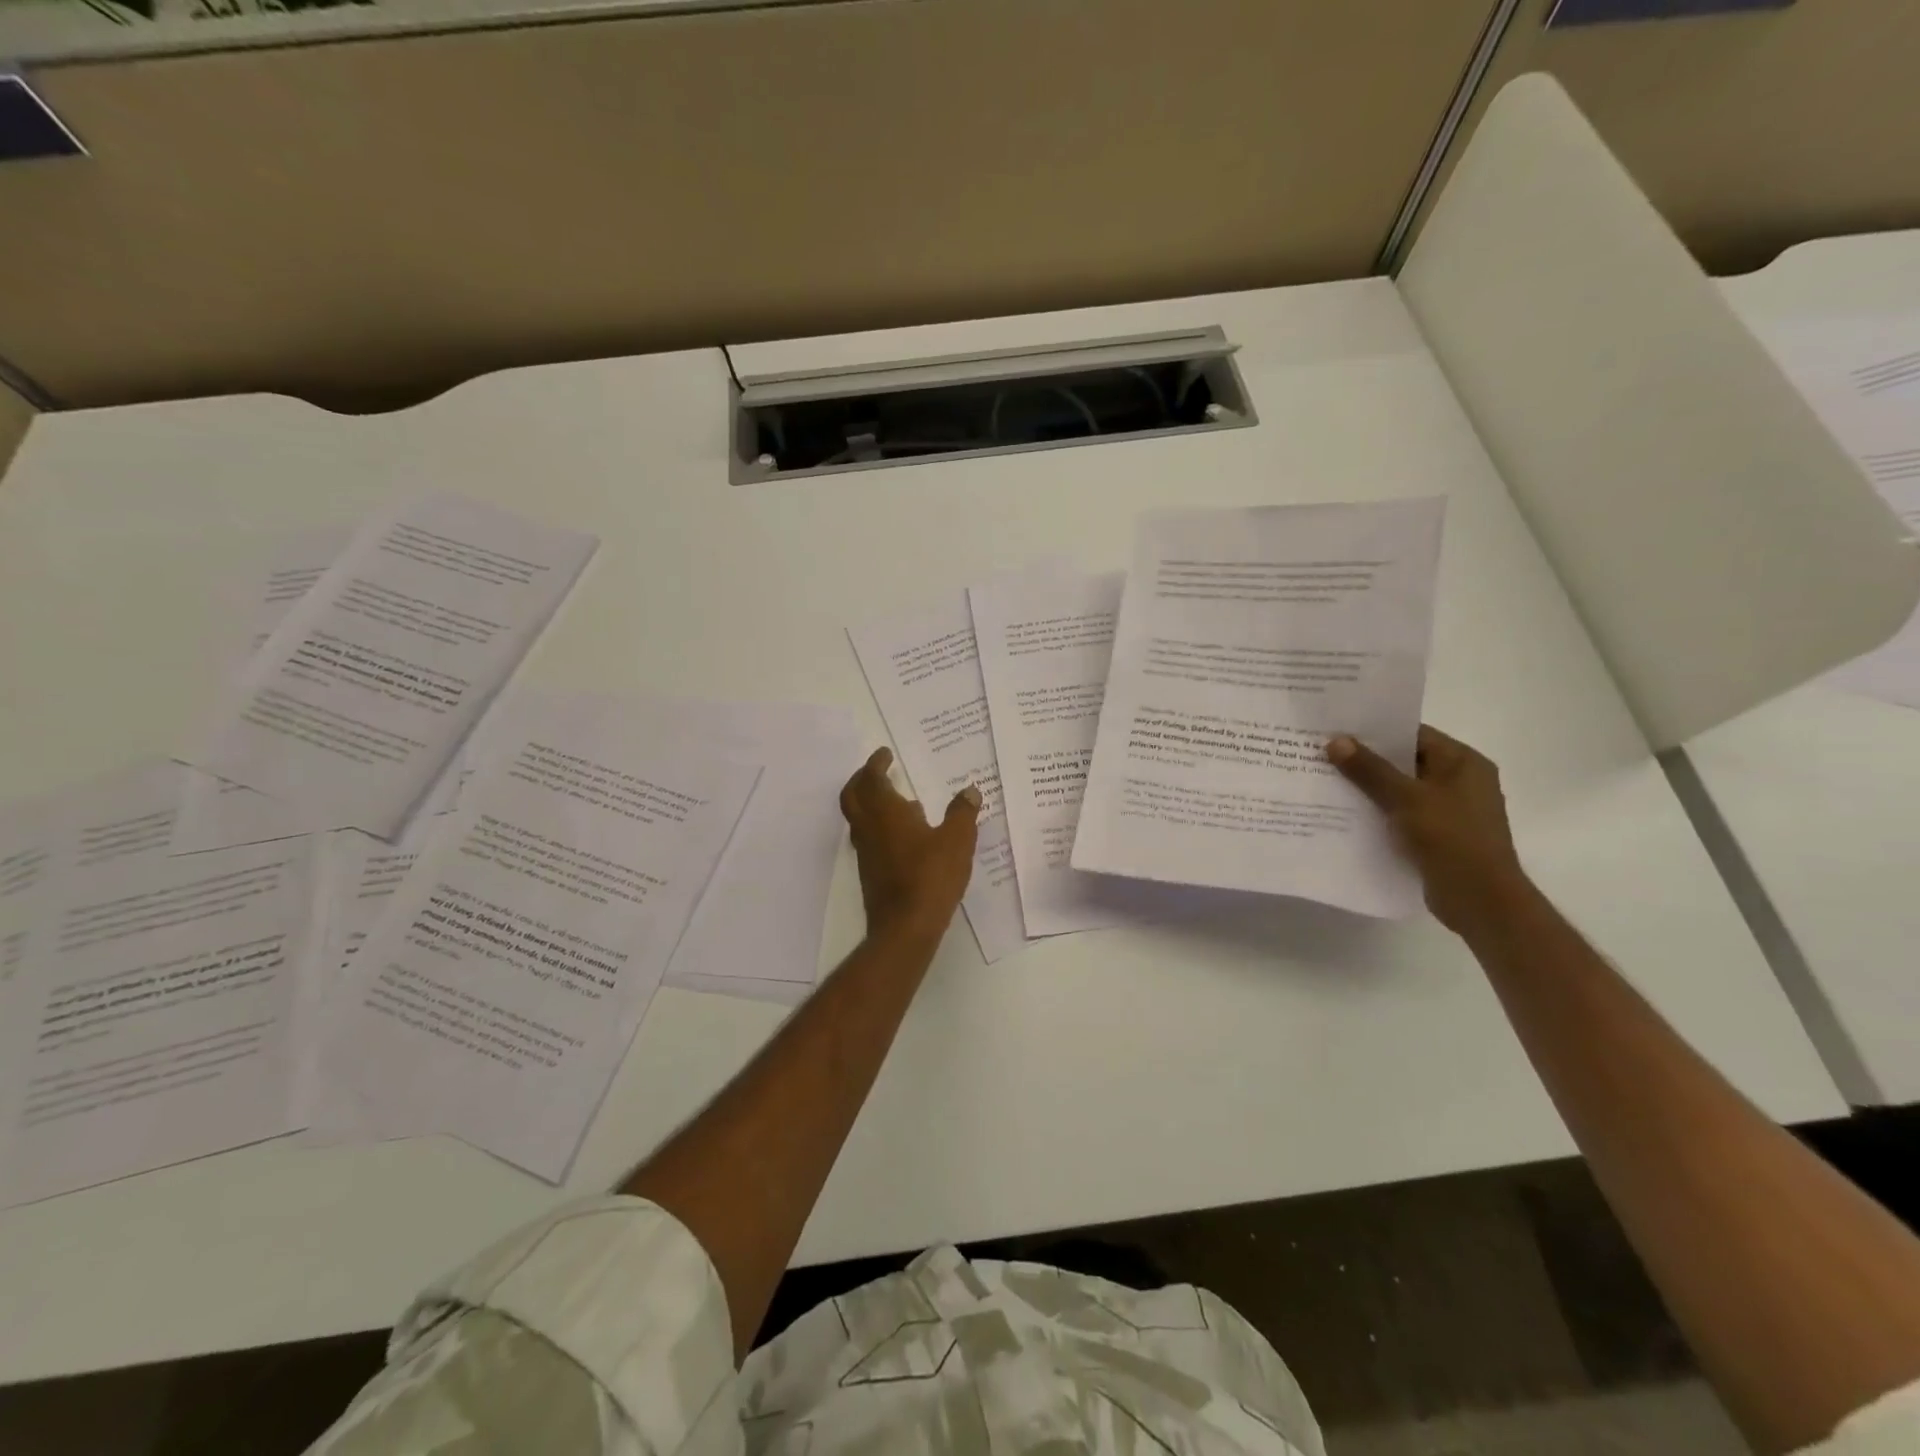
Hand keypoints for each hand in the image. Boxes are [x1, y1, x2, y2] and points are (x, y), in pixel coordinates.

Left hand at [839, 748, 981, 940]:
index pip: (871, 778)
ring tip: (898, 800)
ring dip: (870, 803)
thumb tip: (970, 791)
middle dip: (862, 779)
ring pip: (858, 818)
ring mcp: (866, 853)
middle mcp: (869, 829)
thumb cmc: (931, 877)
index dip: (876, 763)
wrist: (905, 927)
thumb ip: (962, 813)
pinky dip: (879, 826)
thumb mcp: (957, 840)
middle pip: (853, 795)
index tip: (885, 754)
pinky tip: (905, 835)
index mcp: (885, 813)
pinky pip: (869, 838)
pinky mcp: (870, 873)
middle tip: (879, 770)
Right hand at [1327, 725, 1529, 935]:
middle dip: (1366, 760)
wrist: (1480, 900)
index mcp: (1463, 763)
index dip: (1376, 731)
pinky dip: (1379, 812)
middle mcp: (1461, 781)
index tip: (1337, 729)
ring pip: (1401, 790)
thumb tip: (1336, 740)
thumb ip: (1370, 769)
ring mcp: (1450, 810)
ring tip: (1326, 781)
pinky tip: (1346, 814)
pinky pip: (1402, 814)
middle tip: (1323, 754)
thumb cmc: (1451, 838)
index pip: (1414, 734)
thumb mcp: (1406, 798)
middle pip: (1406, 762)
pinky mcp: (1439, 836)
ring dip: (1369, 788)